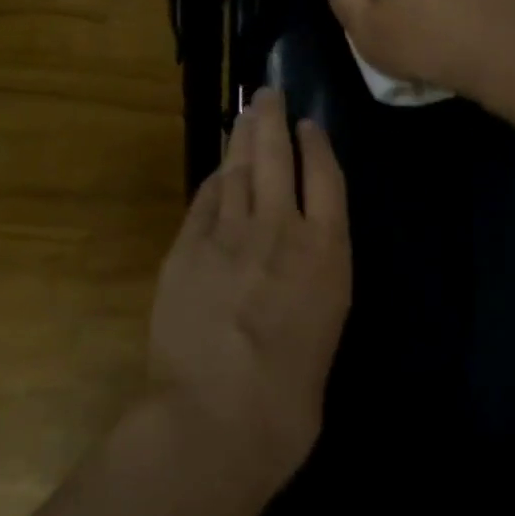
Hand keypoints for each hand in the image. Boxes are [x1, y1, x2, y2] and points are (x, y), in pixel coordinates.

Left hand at [146, 88, 352, 492]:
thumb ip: (313, 290)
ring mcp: (230, 234)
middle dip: (273, 119)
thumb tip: (298, 273)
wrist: (213, 421)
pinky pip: (205, 199)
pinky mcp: (188, 246)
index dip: (318, 146)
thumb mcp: (324, 337)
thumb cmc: (287, 403)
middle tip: (268, 94)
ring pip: (239, 168)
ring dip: (242, 136)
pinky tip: (219, 169)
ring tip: (246, 114)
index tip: (310, 125)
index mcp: (326, 256)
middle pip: (278, 156)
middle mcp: (280, 230)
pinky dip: (215, 178)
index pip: (327, 179)